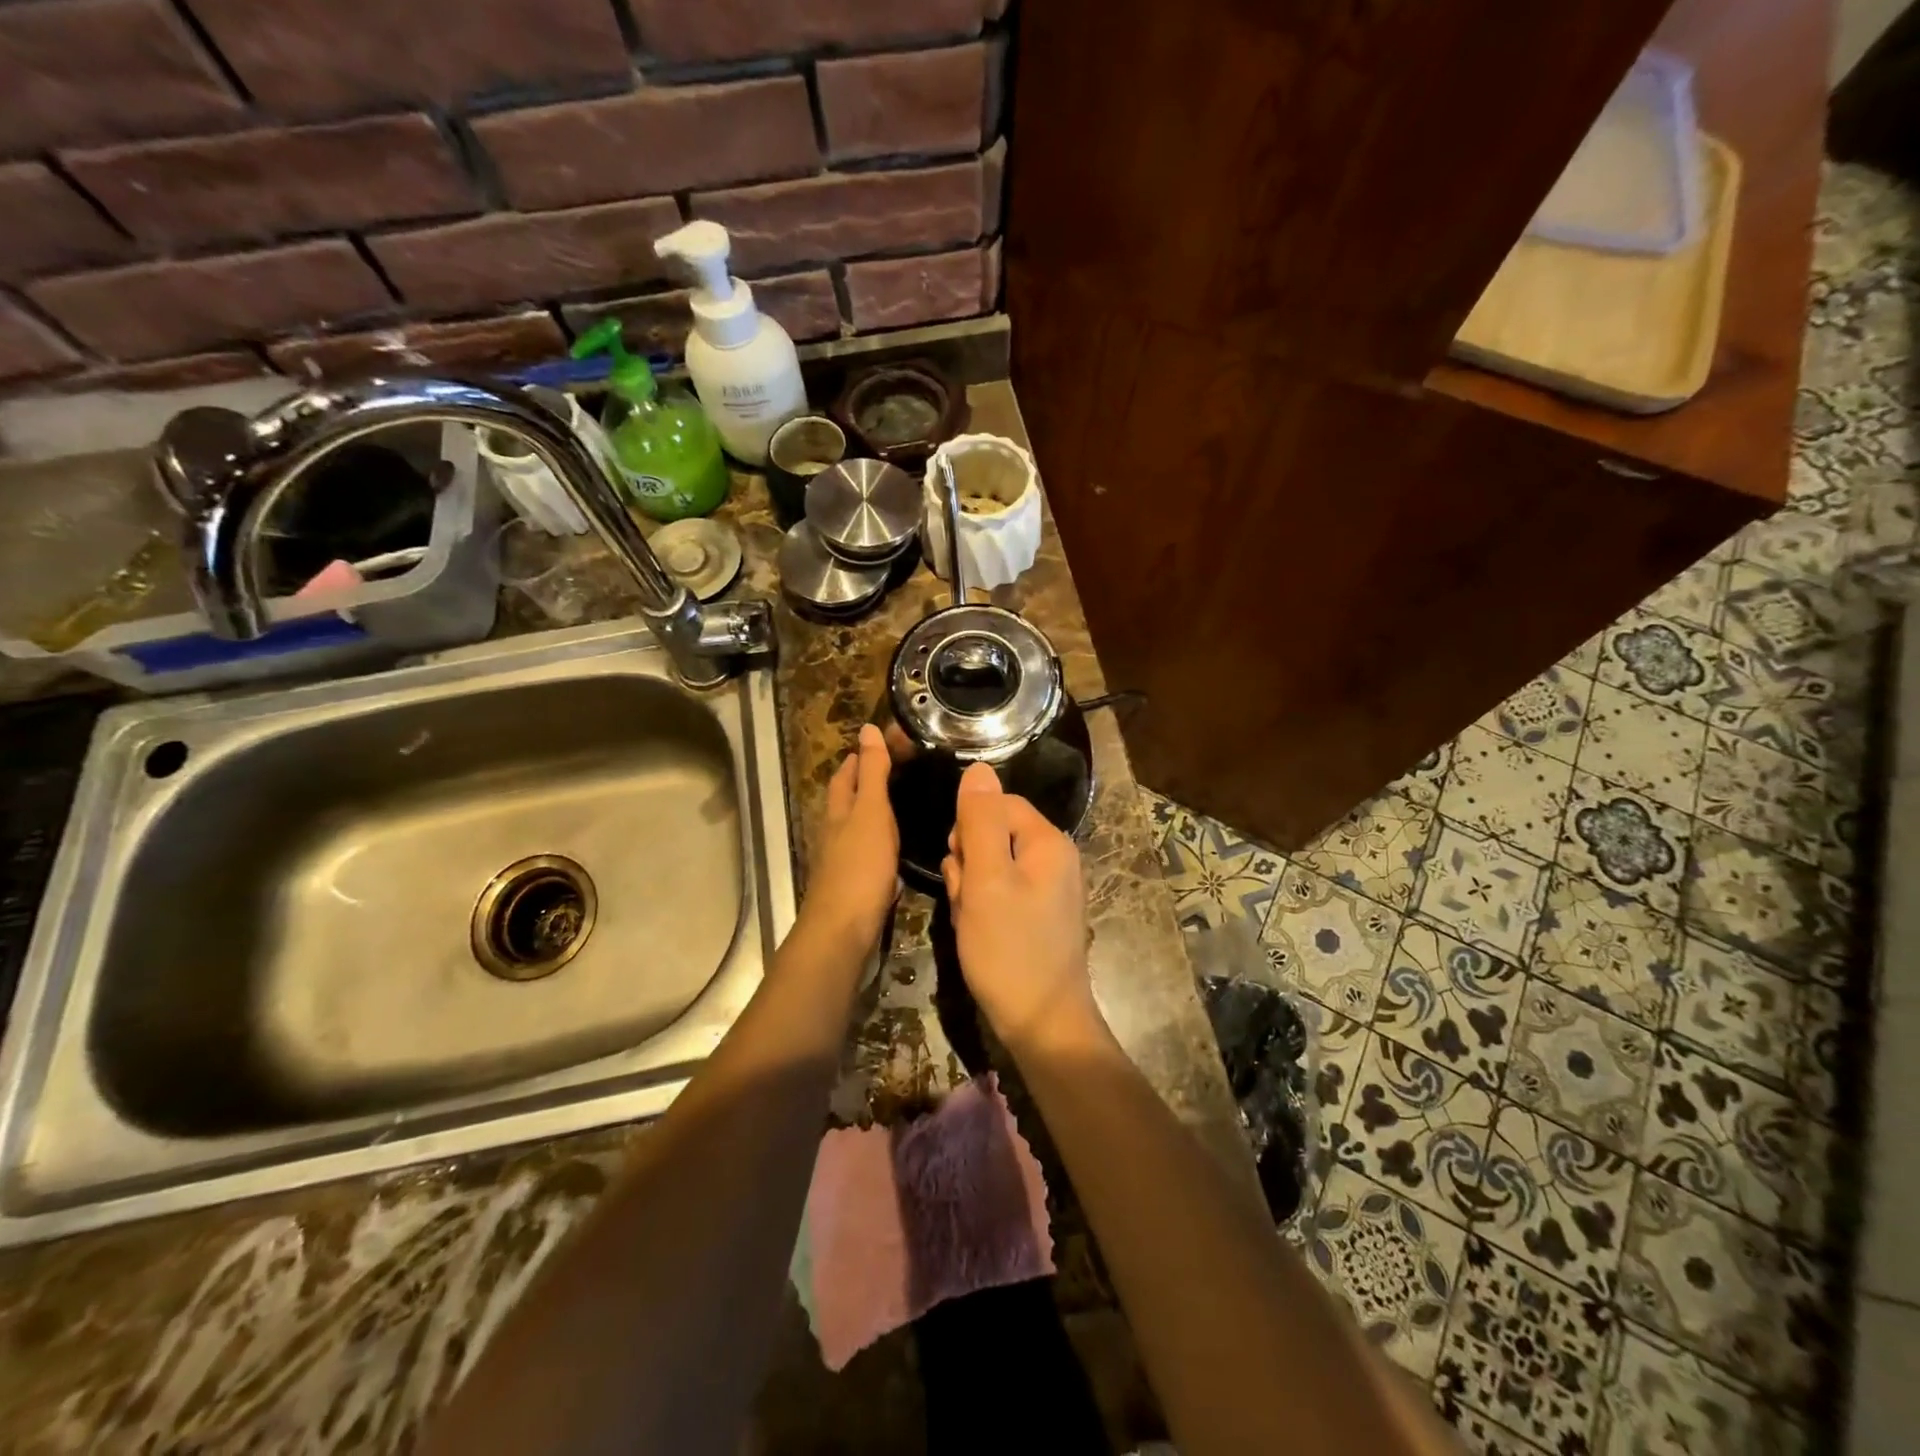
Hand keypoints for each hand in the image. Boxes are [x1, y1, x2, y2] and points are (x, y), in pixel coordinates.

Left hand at [800, 723, 898, 952]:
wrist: (843, 930)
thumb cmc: (860, 866)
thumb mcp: (871, 811)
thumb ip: (872, 773)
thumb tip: (867, 729)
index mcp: (839, 812)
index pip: (845, 776)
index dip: (858, 759)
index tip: (878, 743)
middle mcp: (836, 834)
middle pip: (845, 802)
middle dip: (861, 785)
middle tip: (891, 771)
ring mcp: (843, 863)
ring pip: (856, 829)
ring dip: (871, 815)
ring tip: (899, 806)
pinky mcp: (854, 887)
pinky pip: (868, 856)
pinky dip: (880, 846)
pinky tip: (896, 852)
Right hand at [942, 762, 1099, 1051]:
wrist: (1042, 1024)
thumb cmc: (1010, 949)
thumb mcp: (986, 880)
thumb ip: (979, 821)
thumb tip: (977, 767)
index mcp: (1048, 842)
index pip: (997, 804)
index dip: (968, 828)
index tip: (959, 865)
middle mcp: (1054, 858)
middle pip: (993, 834)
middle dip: (968, 863)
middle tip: (966, 900)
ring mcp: (1049, 889)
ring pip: (991, 867)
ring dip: (970, 889)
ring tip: (970, 922)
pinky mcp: (1039, 915)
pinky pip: (1001, 894)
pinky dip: (982, 909)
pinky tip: (978, 934)